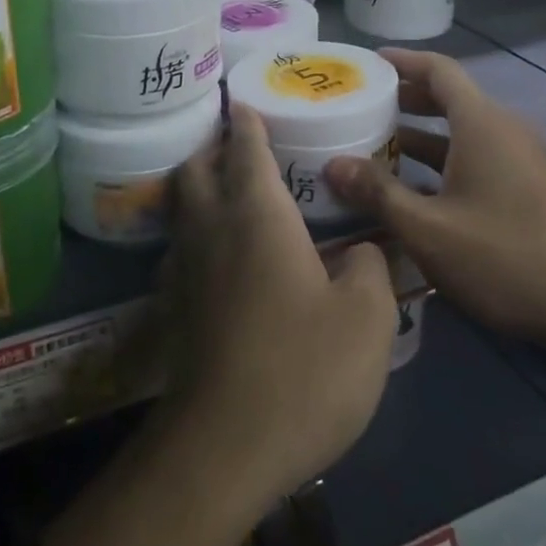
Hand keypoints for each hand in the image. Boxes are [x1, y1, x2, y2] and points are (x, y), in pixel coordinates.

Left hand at [156, 104, 398, 510]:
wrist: (226, 446)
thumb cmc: (303, 369)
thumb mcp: (367, 318)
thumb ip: (370, 267)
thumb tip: (361, 248)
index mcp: (257, 214)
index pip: (245, 147)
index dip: (246, 119)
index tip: (245, 99)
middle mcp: (212, 227)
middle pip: (196, 167)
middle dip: (212, 145)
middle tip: (237, 141)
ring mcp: (186, 267)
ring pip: (182, 205)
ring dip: (198, 185)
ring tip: (228, 189)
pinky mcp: (176, 305)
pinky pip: (180, 246)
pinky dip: (194, 230)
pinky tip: (220, 253)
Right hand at [323, 49, 545, 353]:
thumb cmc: (504, 259)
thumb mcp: (428, 229)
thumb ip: (378, 193)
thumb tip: (332, 165)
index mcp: (482, 124)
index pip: (439, 70)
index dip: (401, 61)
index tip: (366, 63)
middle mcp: (503, 131)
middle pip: (449, 97)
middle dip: (404, 98)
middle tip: (360, 106)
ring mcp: (519, 160)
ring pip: (461, 131)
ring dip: (419, 134)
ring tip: (374, 146)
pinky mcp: (527, 187)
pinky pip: (475, 155)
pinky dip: (441, 158)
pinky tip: (412, 188)